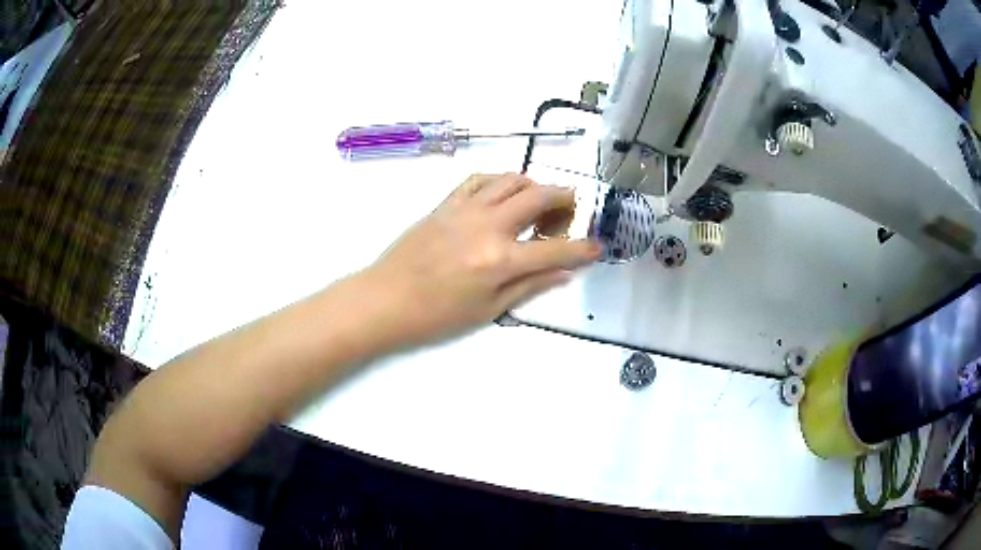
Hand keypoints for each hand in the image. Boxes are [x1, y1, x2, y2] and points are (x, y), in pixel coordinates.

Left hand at [364, 173, 600, 346]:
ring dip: (534, 186)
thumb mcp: (487, 310)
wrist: (385, 299)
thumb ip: (529, 286)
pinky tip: (504, 194)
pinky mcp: (446, 203)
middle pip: (539, 197)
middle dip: (565, 200)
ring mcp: (465, 209)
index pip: (556, 250)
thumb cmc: (436, 315)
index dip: (582, 249)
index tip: (596, 247)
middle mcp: (488, 226)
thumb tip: (564, 273)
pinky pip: (479, 179)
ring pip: (511, 179)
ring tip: (538, 204)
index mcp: (500, 261)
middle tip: (570, 214)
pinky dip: (500, 181)